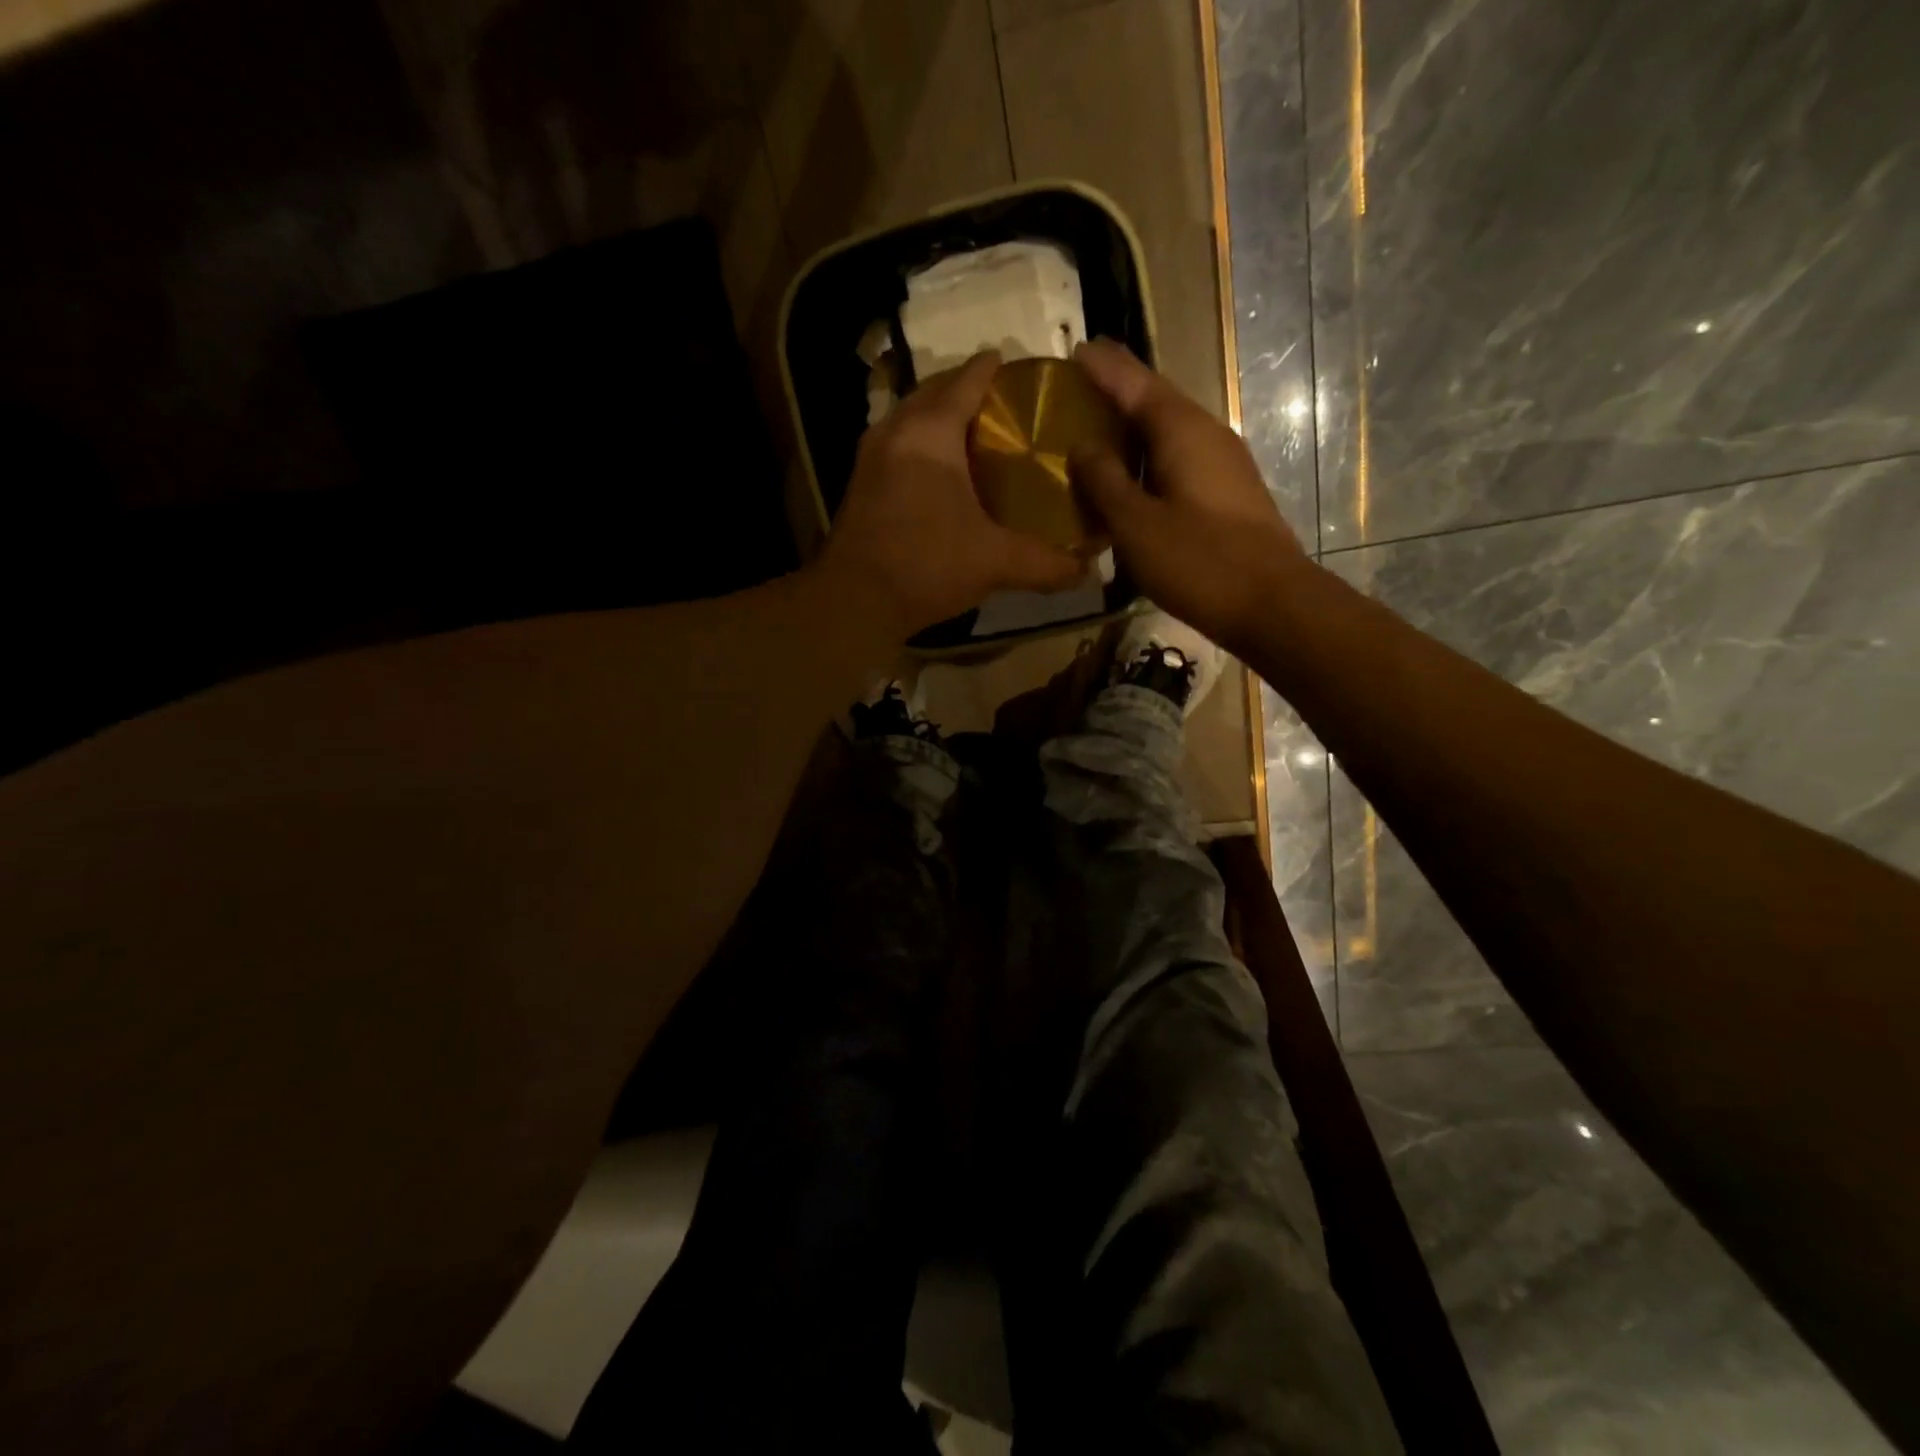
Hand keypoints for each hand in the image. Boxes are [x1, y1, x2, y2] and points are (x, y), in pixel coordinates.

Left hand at [821, 351, 1085, 638]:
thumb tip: (1089, 572)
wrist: (854, 601)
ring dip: (938, 417)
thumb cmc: (926, 565)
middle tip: (1001, 405)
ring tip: (972, 435)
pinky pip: (896, 445)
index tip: (1016, 366)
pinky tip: (939, 474)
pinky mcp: (859, 485)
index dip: (992, 369)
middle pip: (933, 392)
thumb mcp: (995, 562)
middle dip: (964, 389)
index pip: (966, 380)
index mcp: (930, 432)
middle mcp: (895, 431)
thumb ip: (1045, 564)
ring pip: (909, 418)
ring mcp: (870, 458)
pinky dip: (919, 445)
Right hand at [1070, 338, 1306, 651]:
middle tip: (1079, 386)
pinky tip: (1131, 478)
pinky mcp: (1228, 492)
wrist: (1273, 604)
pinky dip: (1149, 459)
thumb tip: (1082, 444)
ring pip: (1169, 432)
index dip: (1103, 366)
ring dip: (1133, 428)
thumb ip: (1104, 481)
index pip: (1135, 383)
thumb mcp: (1136, 524)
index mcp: (1182, 430)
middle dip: (1117, 391)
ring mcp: (1223, 463)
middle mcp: (1206, 433)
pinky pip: (1179, 459)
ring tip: (1096, 431)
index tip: (1074, 348)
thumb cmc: (1199, 561)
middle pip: (1155, 401)